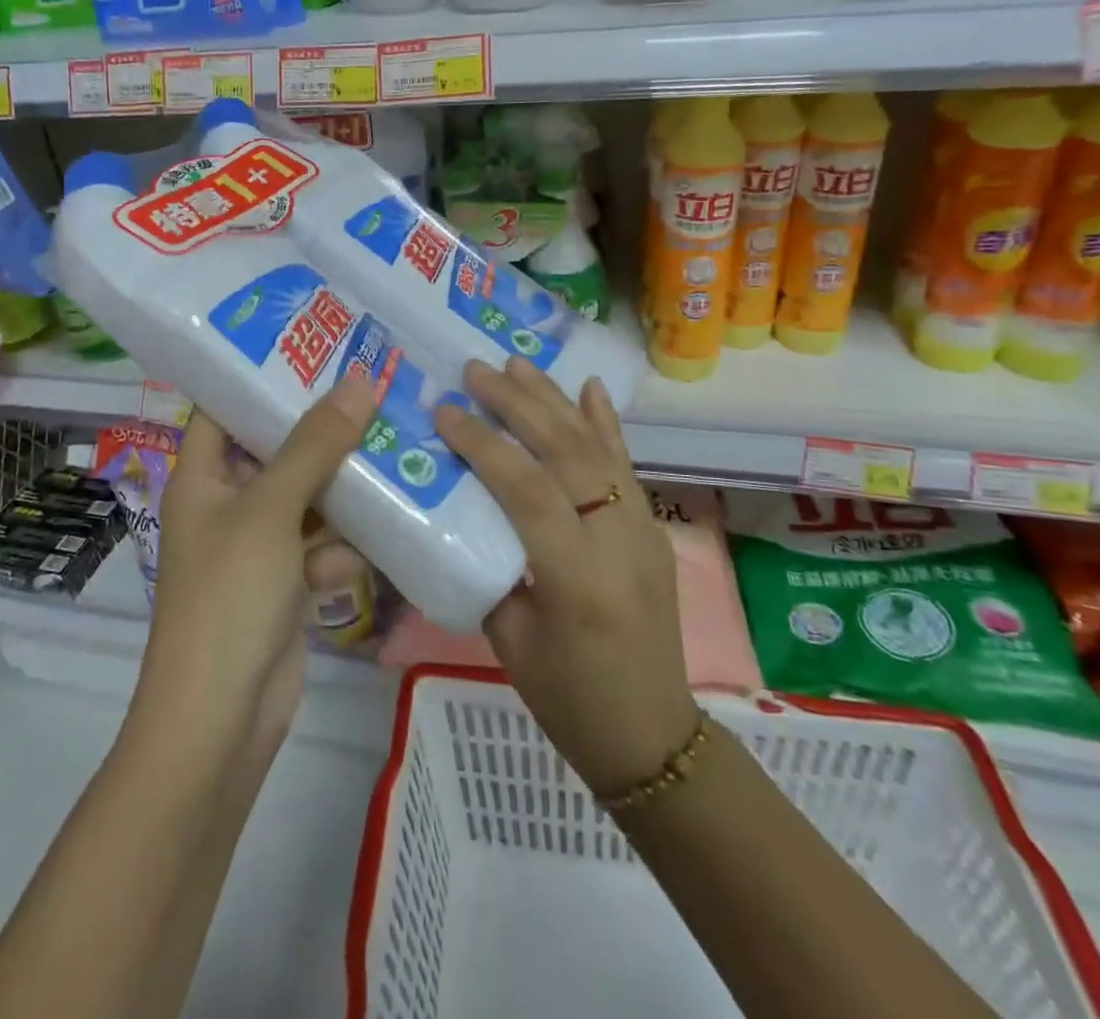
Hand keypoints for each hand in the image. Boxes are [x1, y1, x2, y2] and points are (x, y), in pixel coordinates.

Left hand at [139, 377, 377, 756]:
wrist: (219, 721)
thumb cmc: (229, 596)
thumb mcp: (270, 510)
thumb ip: (315, 445)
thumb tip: (360, 381)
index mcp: (202, 476)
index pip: (226, 407)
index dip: (264, 375)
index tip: (318, 346)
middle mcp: (227, 503)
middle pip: (277, 450)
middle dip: (324, 430)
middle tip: (377, 390)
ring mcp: (257, 546)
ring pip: (308, 498)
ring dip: (345, 488)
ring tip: (396, 450)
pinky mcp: (285, 584)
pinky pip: (321, 545)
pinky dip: (343, 546)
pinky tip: (379, 538)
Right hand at [434, 358, 698, 797]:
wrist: (653, 735)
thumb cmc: (568, 700)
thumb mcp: (509, 640)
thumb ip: (488, 566)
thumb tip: (458, 510)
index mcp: (576, 578)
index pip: (527, 490)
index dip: (483, 444)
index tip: (446, 411)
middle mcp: (617, 542)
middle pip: (565, 453)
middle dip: (518, 404)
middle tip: (476, 371)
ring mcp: (642, 530)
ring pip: (596, 448)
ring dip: (554, 401)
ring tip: (516, 364)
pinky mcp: (652, 529)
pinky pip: (626, 466)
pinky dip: (605, 423)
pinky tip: (588, 387)